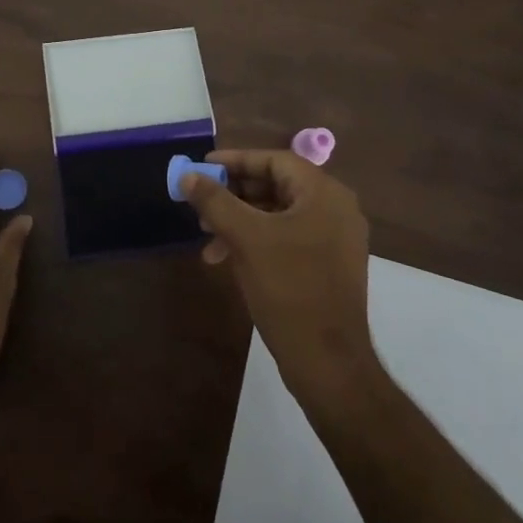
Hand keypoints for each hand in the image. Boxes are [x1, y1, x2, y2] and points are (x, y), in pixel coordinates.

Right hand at [182, 150, 379, 408]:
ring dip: (241, 220)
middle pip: (277, 185)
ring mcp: (334, 239)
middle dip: (235, 194)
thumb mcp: (246, 239)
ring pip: (279, 215)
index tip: (203, 167)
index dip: (236, 160)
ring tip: (208, 236)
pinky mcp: (328, 266)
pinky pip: (288, 238)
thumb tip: (188, 176)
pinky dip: (257, 241)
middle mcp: (335, 209)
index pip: (275, 160)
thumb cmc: (289, 289)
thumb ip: (216, 202)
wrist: (329, 362)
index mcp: (324, 194)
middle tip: (201, 203)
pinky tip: (227, 259)